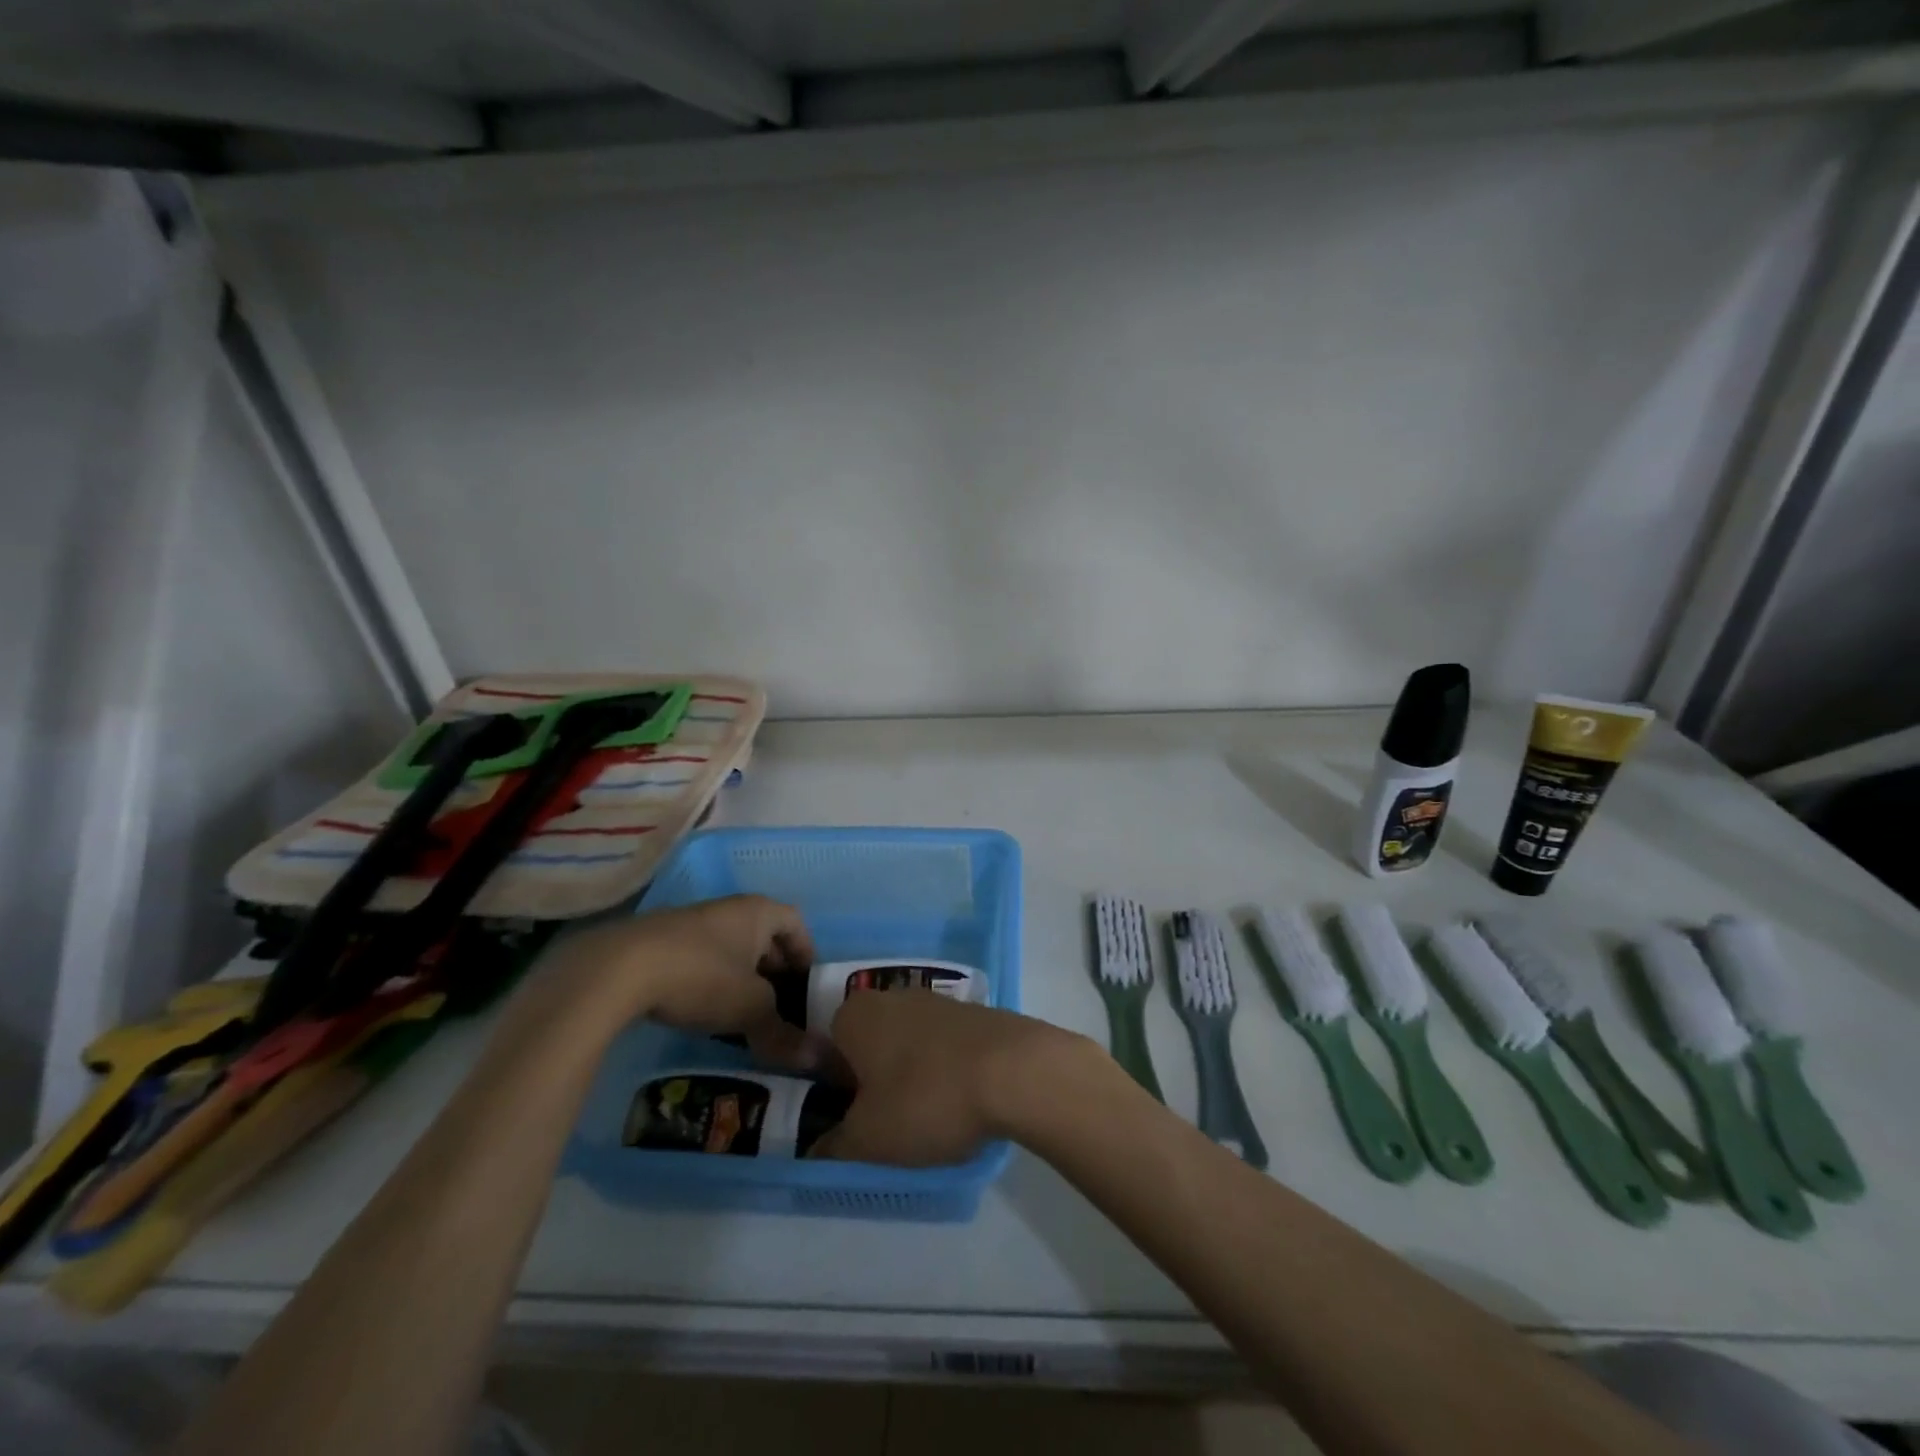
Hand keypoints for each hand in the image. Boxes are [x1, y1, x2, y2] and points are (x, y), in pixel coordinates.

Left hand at [518, 896, 819, 1069]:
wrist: (617, 969)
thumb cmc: (702, 976)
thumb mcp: (749, 1010)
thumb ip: (784, 1034)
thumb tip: (821, 1060)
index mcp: (758, 911)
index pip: (796, 922)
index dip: (806, 952)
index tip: (807, 985)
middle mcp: (728, 909)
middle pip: (763, 934)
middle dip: (774, 969)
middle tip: (780, 1005)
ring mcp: (691, 922)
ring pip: (729, 948)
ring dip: (740, 976)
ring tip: (742, 1014)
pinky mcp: (659, 941)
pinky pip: (700, 957)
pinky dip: (709, 980)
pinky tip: (701, 1011)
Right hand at [811, 991, 1092, 1165]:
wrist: (1016, 1070)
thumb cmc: (926, 1098)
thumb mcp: (868, 1139)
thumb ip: (834, 1145)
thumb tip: (815, 1150)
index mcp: (856, 1015)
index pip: (826, 1050)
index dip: (833, 1090)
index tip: (850, 1123)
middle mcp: (893, 997)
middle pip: (870, 1045)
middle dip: (873, 1083)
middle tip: (886, 1126)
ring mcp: (938, 1002)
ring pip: (909, 1046)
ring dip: (911, 1078)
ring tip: (927, 1120)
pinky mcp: (974, 1014)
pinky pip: (945, 1047)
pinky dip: (945, 1072)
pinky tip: (961, 1103)